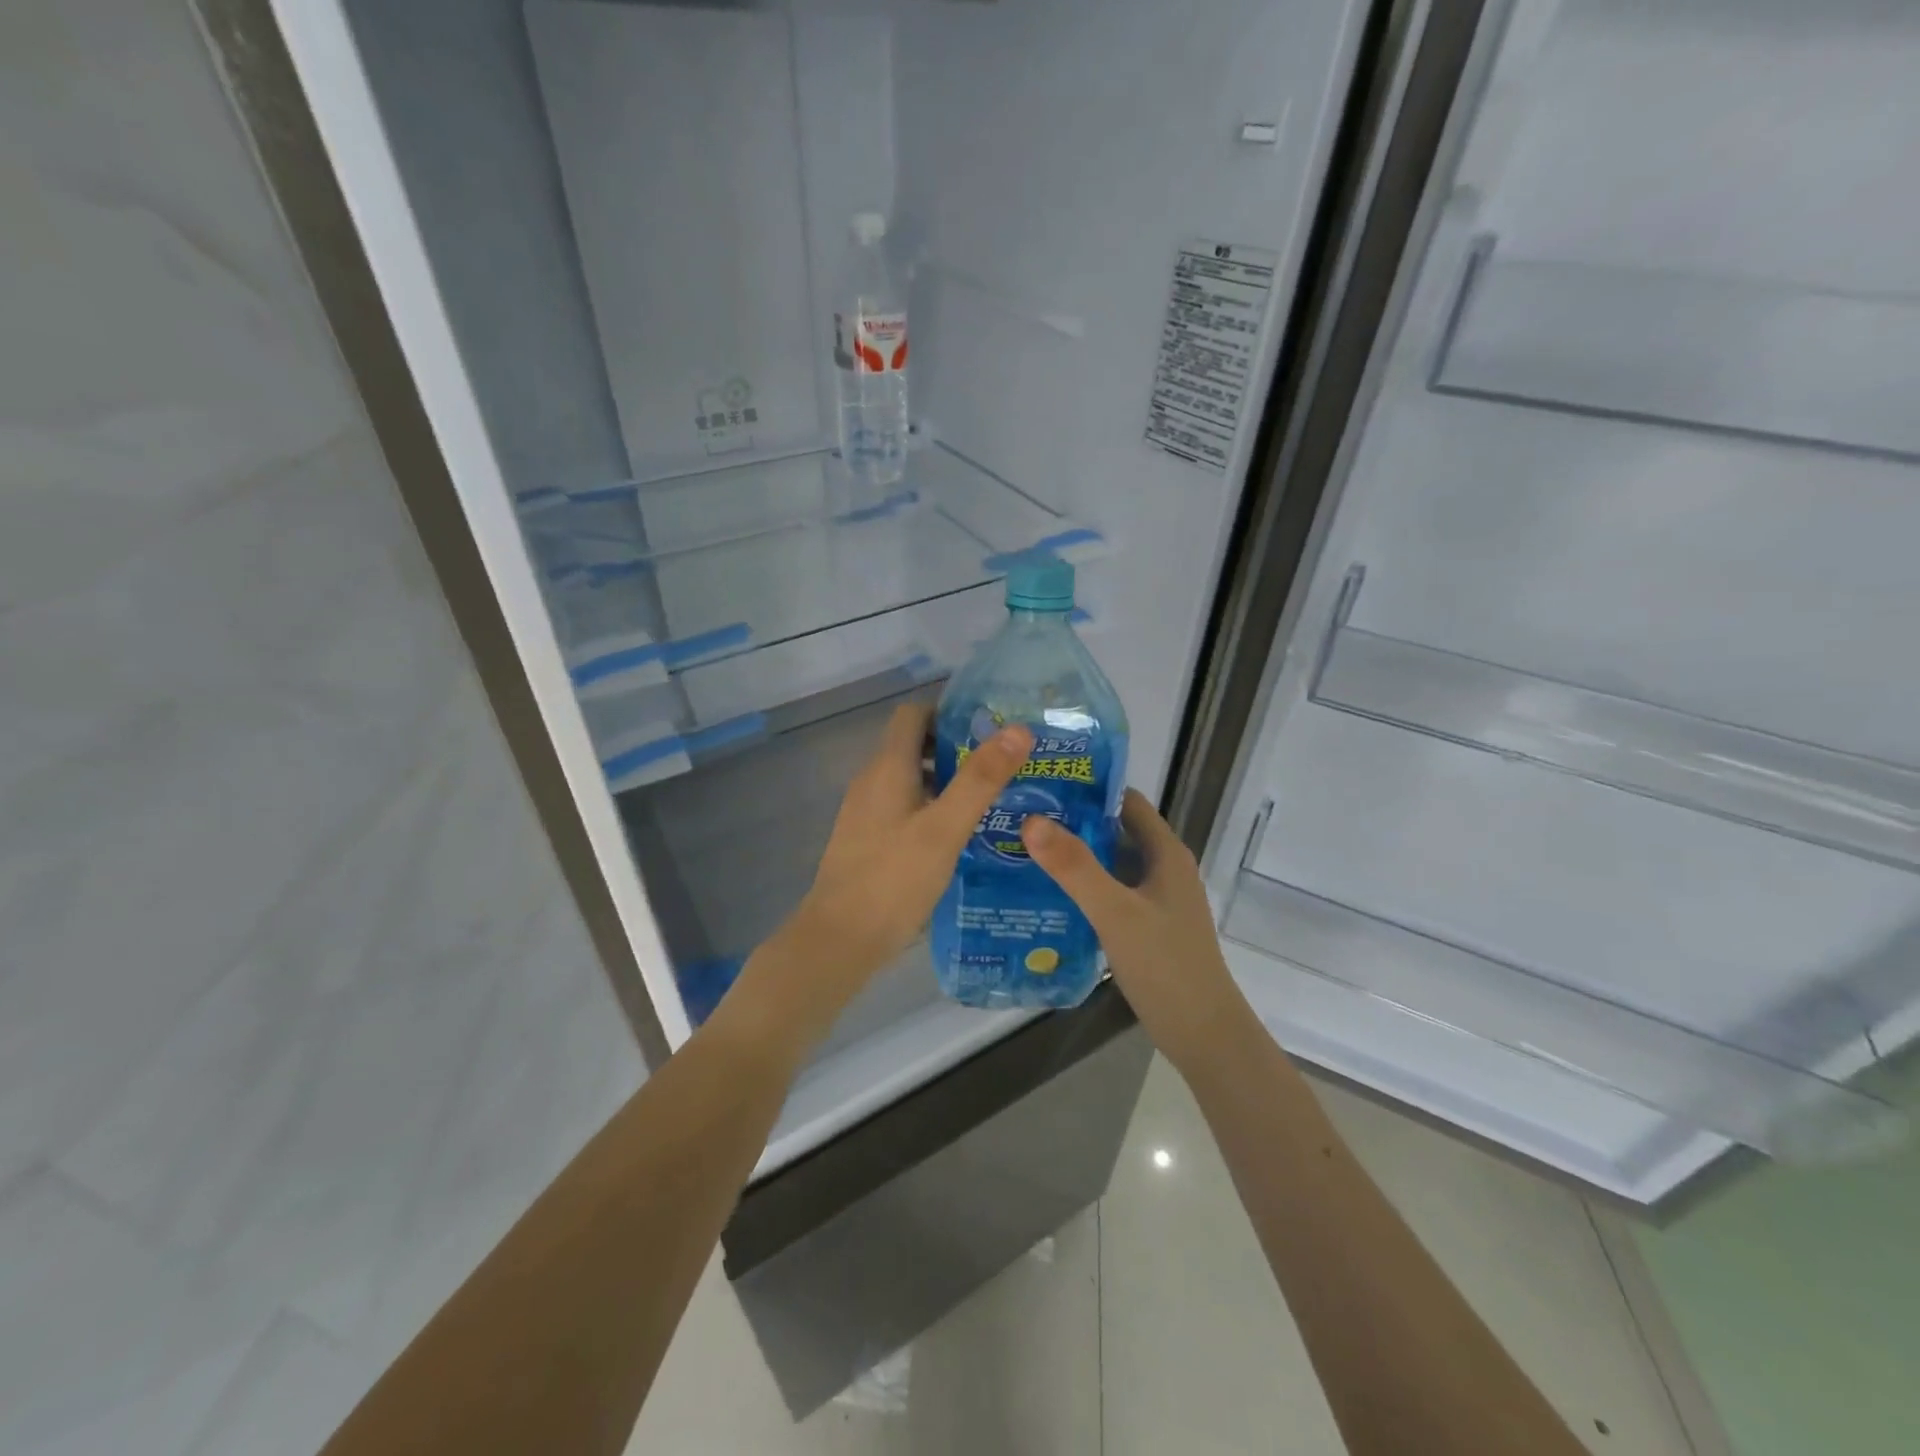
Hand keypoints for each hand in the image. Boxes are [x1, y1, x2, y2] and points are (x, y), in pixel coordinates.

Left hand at [731, 703, 1031, 1045]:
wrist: (839, 940)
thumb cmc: (893, 879)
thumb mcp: (945, 828)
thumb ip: (980, 779)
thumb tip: (1018, 729)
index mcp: (887, 768)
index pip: (913, 714)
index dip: (948, 711)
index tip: (988, 726)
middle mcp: (872, 781)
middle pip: (912, 744)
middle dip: (954, 747)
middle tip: (1000, 764)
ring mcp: (865, 812)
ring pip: (909, 778)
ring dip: (945, 779)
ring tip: (989, 798)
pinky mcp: (867, 839)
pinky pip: (902, 806)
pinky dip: (931, 807)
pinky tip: (958, 835)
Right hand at [1021, 789, 1250, 1069]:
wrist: (1203, 1035)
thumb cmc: (1166, 966)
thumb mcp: (1115, 912)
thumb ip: (1075, 867)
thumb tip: (1031, 820)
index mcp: (1166, 853)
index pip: (1126, 802)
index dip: (1088, 788)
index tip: (1043, 784)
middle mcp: (1163, 869)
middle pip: (1115, 831)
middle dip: (1073, 822)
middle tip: (1021, 817)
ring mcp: (1155, 900)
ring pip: (1110, 865)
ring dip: (1074, 856)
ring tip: (1023, 850)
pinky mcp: (1146, 926)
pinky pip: (1109, 894)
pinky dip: (1082, 888)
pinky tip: (1046, 895)